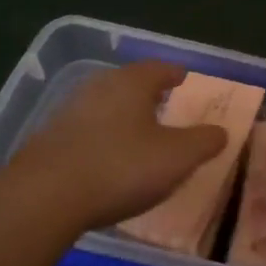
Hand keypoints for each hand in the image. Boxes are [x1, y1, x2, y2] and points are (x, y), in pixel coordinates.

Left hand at [14, 61, 227, 230]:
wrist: (44, 197)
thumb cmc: (121, 168)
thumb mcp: (177, 157)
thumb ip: (204, 141)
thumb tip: (221, 131)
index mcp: (131, 83)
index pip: (159, 68)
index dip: (175, 74)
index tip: (185, 79)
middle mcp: (98, 88)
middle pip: (129, 83)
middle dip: (148, 93)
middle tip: (165, 105)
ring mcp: (68, 113)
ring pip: (105, 106)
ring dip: (123, 116)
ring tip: (139, 134)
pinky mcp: (49, 141)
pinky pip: (86, 131)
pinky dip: (102, 138)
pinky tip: (108, 159)